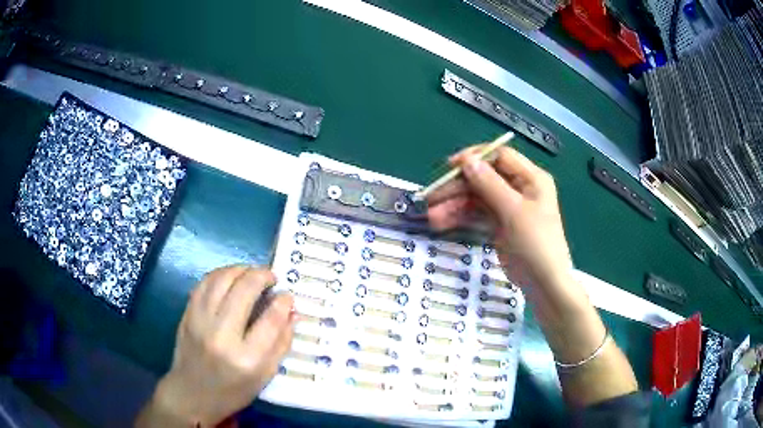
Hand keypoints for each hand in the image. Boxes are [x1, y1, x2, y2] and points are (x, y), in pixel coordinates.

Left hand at [136, 266, 294, 426]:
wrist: (192, 394)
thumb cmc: (232, 391)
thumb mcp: (264, 376)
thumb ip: (281, 343)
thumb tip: (292, 312)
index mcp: (247, 359)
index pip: (270, 320)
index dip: (283, 302)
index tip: (288, 295)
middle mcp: (222, 336)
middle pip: (244, 290)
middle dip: (262, 276)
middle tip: (271, 277)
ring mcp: (200, 322)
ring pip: (222, 279)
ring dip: (241, 269)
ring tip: (252, 273)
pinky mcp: (187, 314)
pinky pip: (204, 283)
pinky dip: (221, 274)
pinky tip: (230, 277)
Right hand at [428, 145, 572, 289]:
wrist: (544, 283)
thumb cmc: (535, 243)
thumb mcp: (513, 211)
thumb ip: (489, 184)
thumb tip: (467, 160)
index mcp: (531, 178)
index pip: (500, 157)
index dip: (475, 158)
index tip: (450, 166)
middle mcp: (520, 188)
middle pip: (484, 178)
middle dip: (458, 187)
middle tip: (432, 197)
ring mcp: (509, 207)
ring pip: (477, 198)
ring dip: (455, 205)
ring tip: (432, 217)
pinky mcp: (499, 225)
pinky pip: (477, 214)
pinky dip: (461, 217)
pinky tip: (442, 224)